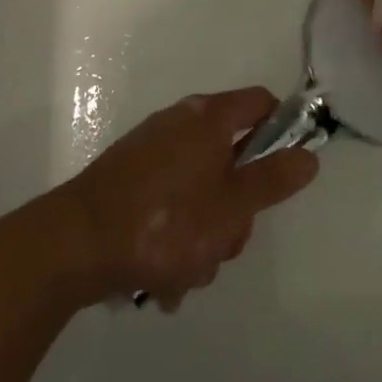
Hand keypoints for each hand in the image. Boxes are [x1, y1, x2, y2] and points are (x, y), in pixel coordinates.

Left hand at [60, 88, 318, 309]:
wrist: (72, 245)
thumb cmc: (163, 221)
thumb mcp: (231, 207)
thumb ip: (273, 180)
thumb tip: (309, 155)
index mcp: (208, 118)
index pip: (261, 104)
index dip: (281, 132)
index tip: (283, 175)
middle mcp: (180, 125)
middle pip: (232, 158)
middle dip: (235, 209)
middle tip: (225, 242)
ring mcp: (150, 153)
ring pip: (201, 191)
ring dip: (203, 235)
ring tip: (184, 272)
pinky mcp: (128, 182)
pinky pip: (169, 206)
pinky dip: (173, 237)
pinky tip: (161, 277)